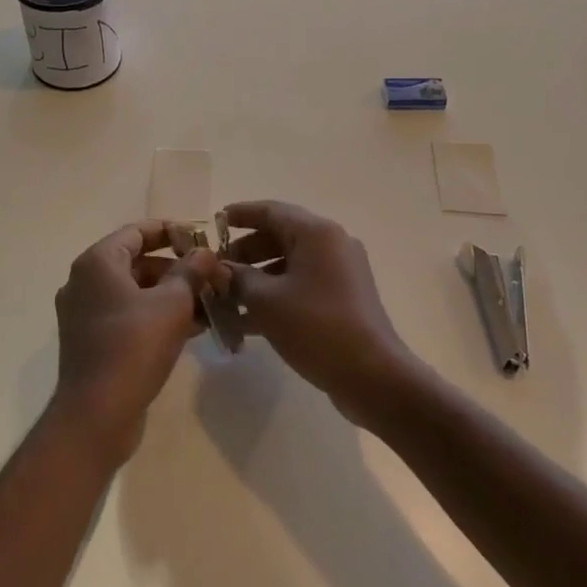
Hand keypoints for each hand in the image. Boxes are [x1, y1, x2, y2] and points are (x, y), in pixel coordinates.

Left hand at [52, 221, 214, 467]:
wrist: (96, 415)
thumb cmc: (134, 346)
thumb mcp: (172, 303)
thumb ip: (190, 271)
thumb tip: (205, 252)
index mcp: (97, 263)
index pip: (136, 232)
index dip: (170, 231)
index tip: (201, 237)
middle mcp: (84, 282)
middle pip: (136, 262)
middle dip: (176, 268)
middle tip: (211, 275)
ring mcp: (85, 314)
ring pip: (135, 292)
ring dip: (171, 294)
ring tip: (209, 302)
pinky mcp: (92, 342)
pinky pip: (128, 316)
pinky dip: (156, 316)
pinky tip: (193, 328)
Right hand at [219, 201, 423, 427]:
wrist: (372, 374)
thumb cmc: (315, 326)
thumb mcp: (266, 300)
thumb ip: (238, 278)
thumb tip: (221, 270)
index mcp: (316, 233)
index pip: (271, 211)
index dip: (241, 214)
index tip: (215, 222)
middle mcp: (332, 244)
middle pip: (281, 236)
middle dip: (246, 252)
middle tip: (218, 270)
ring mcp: (342, 272)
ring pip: (290, 264)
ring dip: (258, 278)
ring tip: (227, 299)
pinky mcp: (344, 298)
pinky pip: (303, 285)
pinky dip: (277, 295)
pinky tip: (249, 323)